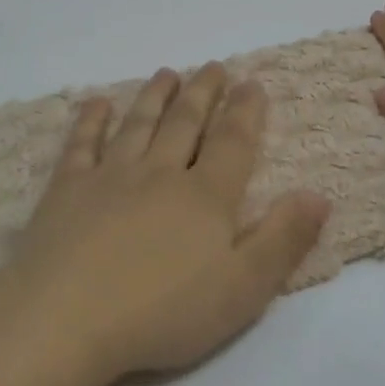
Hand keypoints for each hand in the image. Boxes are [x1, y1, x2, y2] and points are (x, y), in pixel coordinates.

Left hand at [0, 63, 329, 385]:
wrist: (65, 319)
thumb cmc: (162, 312)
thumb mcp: (242, 289)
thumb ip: (282, 239)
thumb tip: (318, 194)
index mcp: (205, 197)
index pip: (232, 143)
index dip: (245, 112)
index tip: (252, 83)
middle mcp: (160, 174)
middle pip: (185, 124)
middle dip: (203, 93)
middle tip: (213, 66)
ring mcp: (109, 177)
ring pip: (138, 125)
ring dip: (155, 97)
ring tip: (168, 73)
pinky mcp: (66, 190)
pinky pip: (82, 145)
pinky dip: (91, 121)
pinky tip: (97, 104)